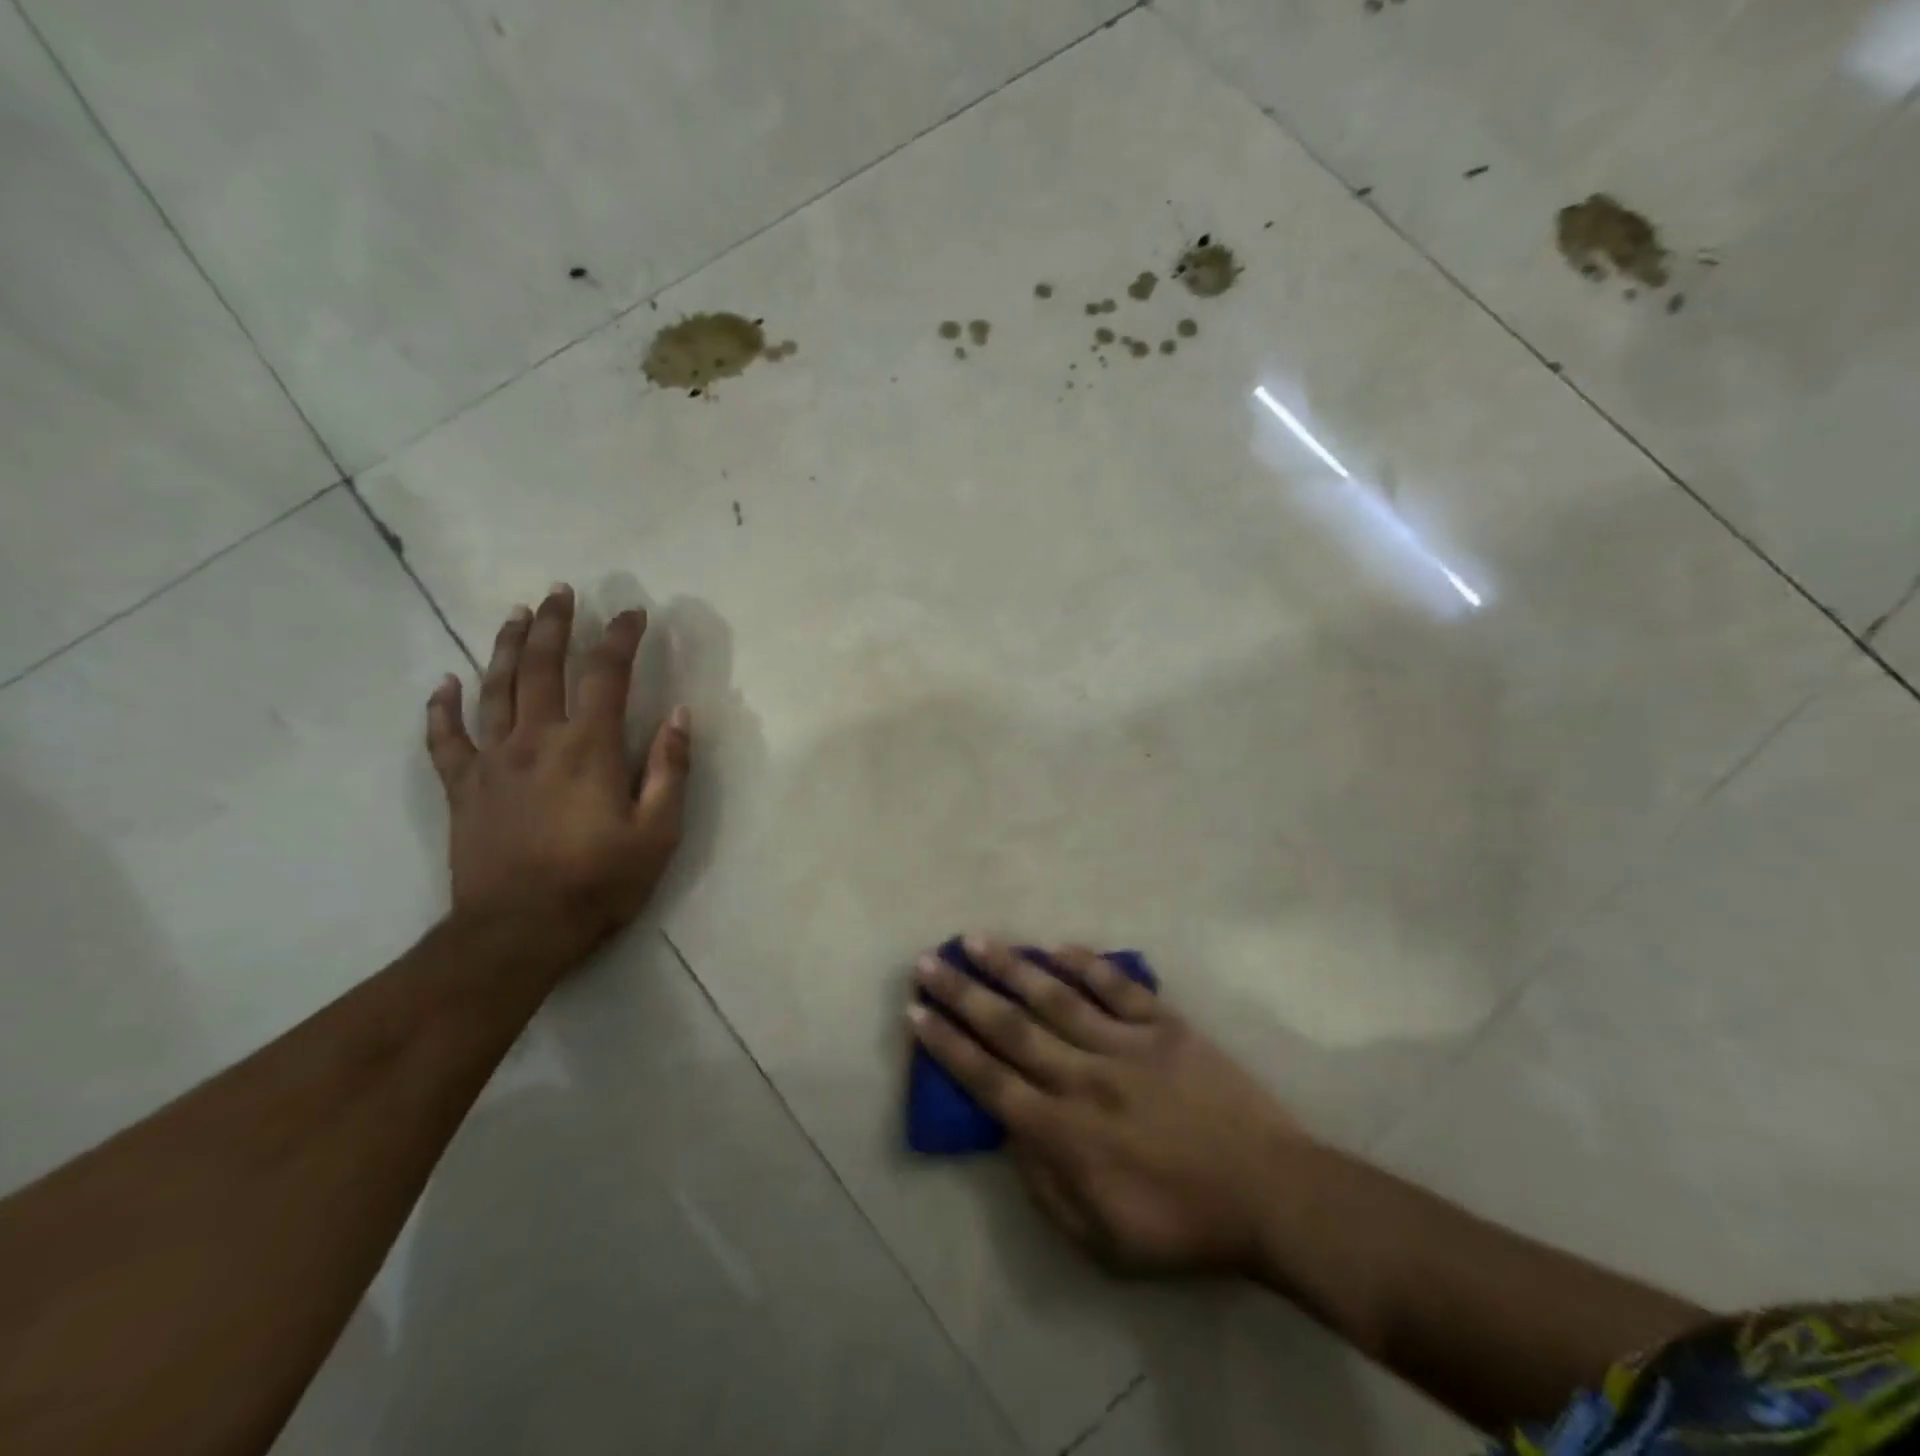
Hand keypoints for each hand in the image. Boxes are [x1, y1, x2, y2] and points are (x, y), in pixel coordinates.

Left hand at [424, 585, 690, 948]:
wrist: (518, 931)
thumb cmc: (598, 882)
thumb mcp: (657, 832)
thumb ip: (669, 769)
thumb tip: (681, 715)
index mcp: (588, 748)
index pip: (605, 675)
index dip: (620, 638)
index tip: (633, 614)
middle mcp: (536, 740)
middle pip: (543, 667)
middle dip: (556, 625)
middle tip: (562, 592)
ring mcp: (492, 761)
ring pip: (495, 689)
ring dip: (507, 648)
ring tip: (517, 615)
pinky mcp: (462, 788)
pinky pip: (445, 739)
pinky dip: (441, 708)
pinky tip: (443, 684)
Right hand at [910, 938, 1307, 1274]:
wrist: (1270, 1196)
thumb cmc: (1182, 1226)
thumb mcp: (1099, 1239)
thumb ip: (1043, 1185)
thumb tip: (1009, 1132)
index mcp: (1063, 1132)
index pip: (988, 1079)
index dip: (947, 1045)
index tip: (917, 1012)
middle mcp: (1083, 1077)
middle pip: (1009, 1027)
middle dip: (962, 993)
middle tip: (928, 962)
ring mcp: (1125, 1045)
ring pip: (1055, 996)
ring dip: (1011, 966)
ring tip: (976, 940)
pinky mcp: (1165, 1026)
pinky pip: (1117, 987)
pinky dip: (1086, 964)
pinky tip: (1058, 946)